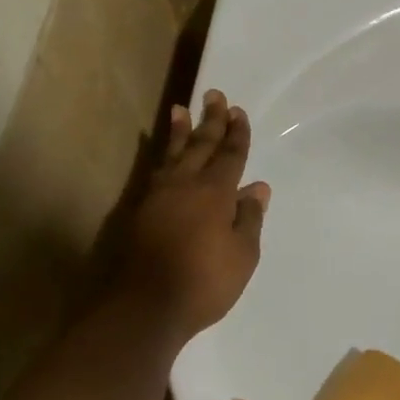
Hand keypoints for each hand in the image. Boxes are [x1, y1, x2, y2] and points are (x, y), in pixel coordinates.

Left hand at [117, 90, 269, 342]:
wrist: (147, 305)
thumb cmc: (204, 282)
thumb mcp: (242, 255)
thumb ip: (249, 218)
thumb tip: (258, 188)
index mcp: (215, 192)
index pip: (230, 155)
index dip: (237, 134)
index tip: (238, 111)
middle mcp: (185, 185)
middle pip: (200, 145)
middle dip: (210, 120)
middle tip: (214, 95)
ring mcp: (158, 196)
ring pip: (172, 154)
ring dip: (179, 131)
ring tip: (179, 109)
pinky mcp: (140, 211)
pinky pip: (155, 171)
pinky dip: (161, 155)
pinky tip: (162, 154)